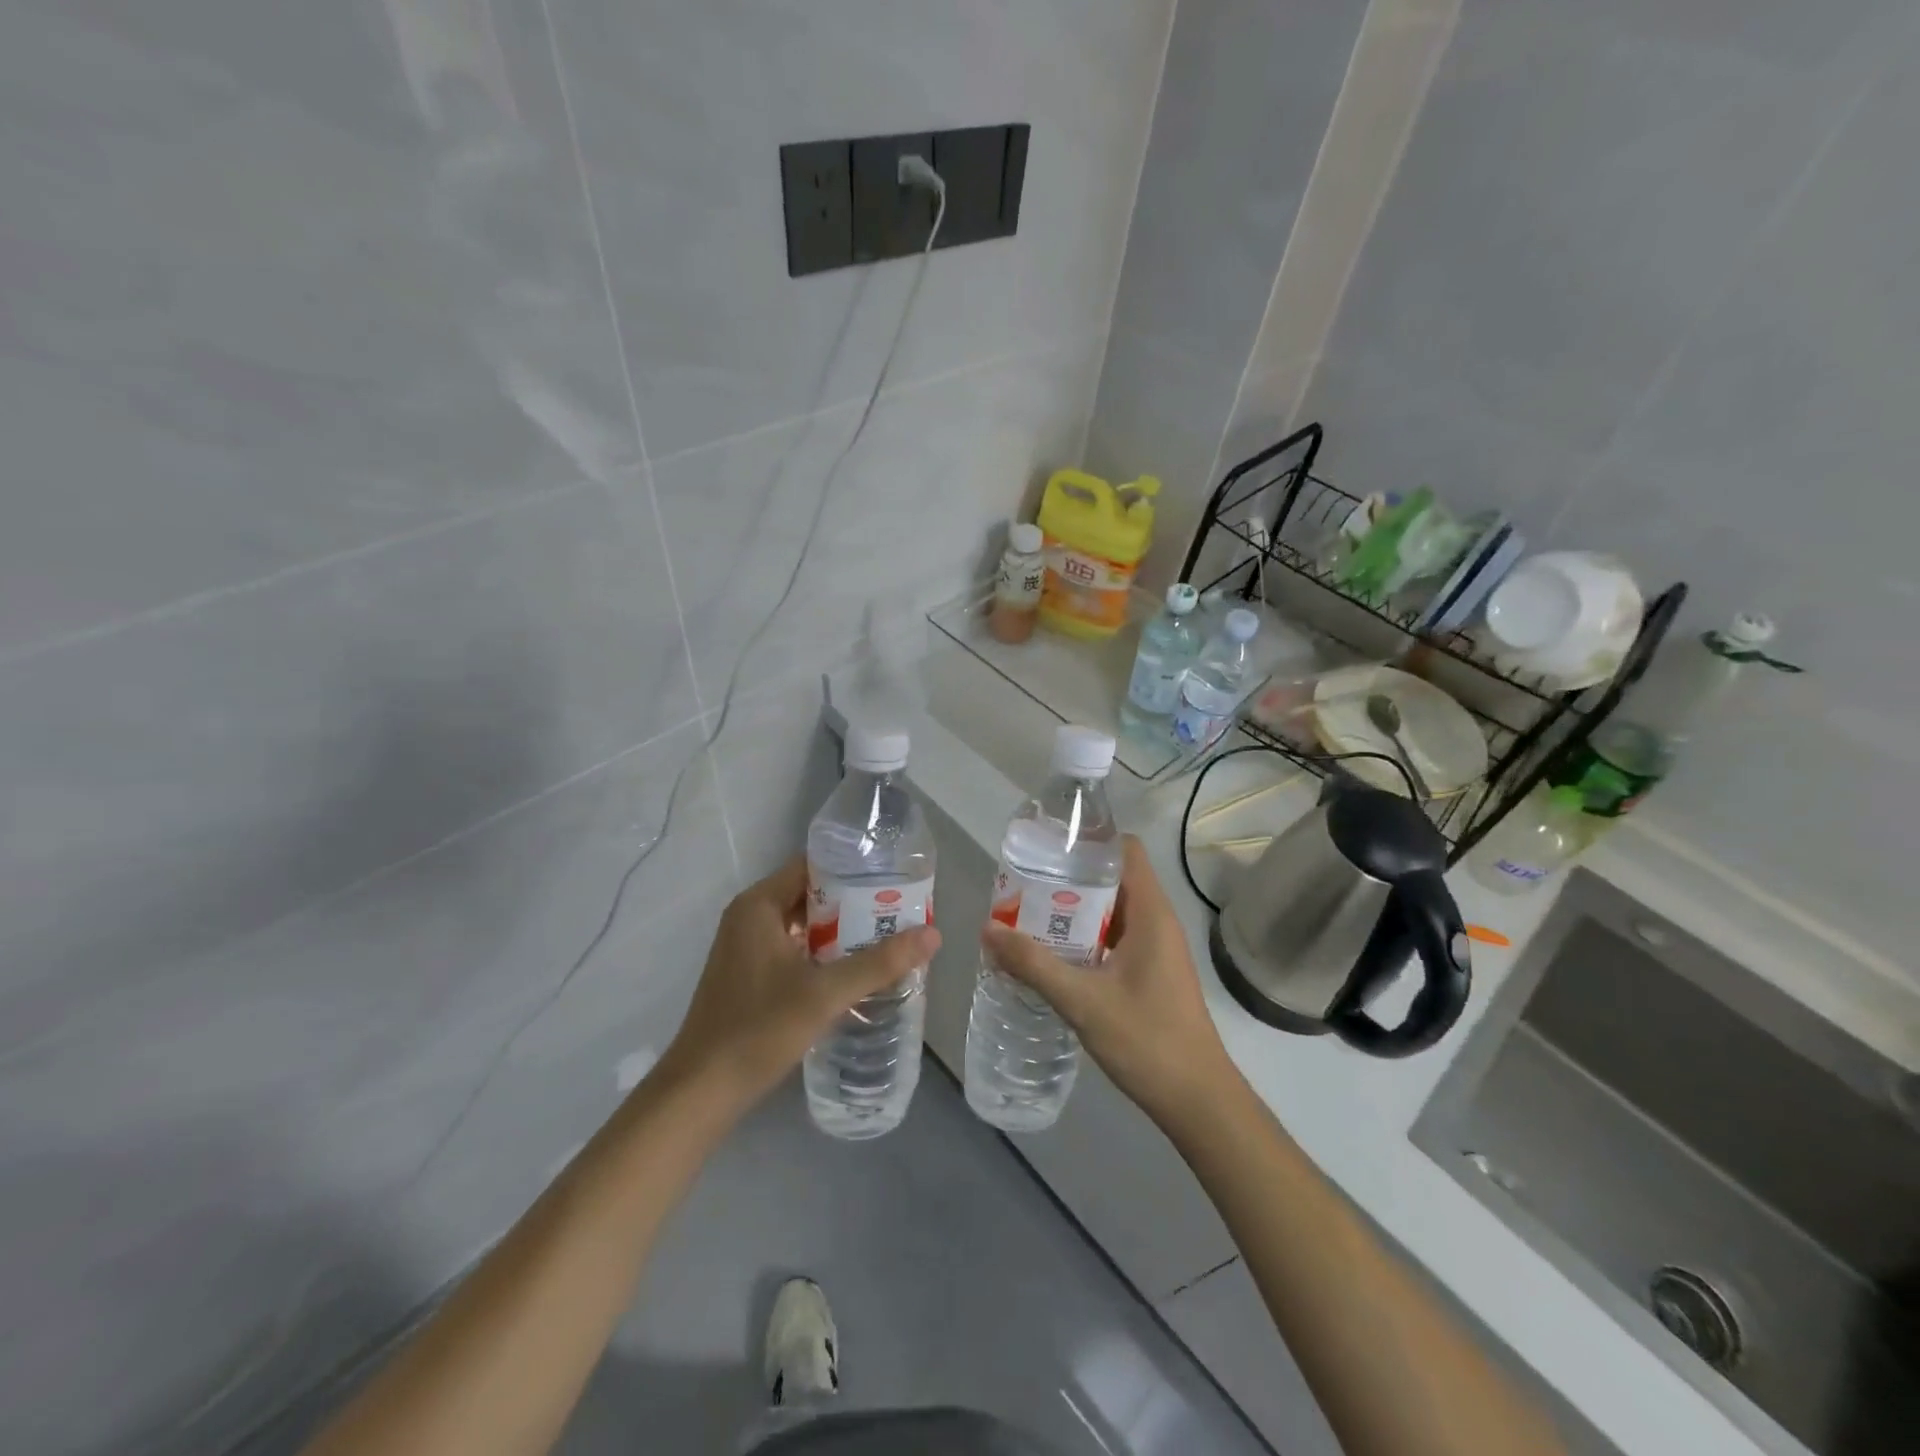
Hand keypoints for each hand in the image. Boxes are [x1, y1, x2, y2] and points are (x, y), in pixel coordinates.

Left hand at [659, 856, 940, 1113]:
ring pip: (803, 924)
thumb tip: (933, 935)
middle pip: (810, 894)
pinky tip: (854, 970)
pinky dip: (822, 953)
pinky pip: (793, 948)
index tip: (892, 878)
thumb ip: (879, 963)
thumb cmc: (759, 1029)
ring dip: (840, 930)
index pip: (812, 866)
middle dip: (854, 902)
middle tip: (899, 910)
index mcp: (759, 905)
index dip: (853, 869)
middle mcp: (749, 917)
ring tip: (886, 937)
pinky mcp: (748, 975)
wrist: (701, 1092)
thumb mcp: (825, 993)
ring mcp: (746, 947)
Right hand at [981, 835, 1233, 1126]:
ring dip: (1075, 911)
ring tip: (1029, 915)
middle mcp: (1157, 921)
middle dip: (1069, 878)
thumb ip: (1034, 964)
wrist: (1198, 1100)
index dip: (1090, 841)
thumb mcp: (1083, 1000)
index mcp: (1151, 913)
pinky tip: (1054, 955)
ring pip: (1112, 910)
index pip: (1125, 850)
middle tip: (1024, 885)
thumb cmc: (1147, 1040)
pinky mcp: (1151, 972)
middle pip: (1113, 878)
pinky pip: (1115, 937)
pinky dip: (1086, 937)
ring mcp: (1156, 948)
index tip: (1049, 848)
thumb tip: (987, 930)